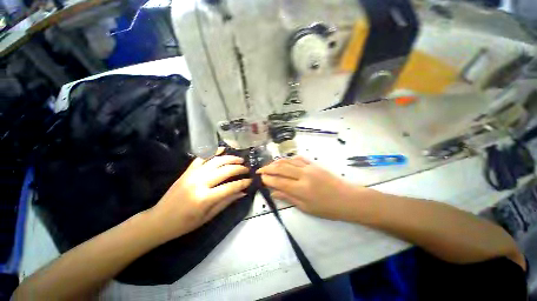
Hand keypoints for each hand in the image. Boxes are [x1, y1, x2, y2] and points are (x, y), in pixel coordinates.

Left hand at [150, 149, 251, 239]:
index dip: (243, 183)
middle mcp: (200, 182)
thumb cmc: (185, 223)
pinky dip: (213, 151)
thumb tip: (242, 192)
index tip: (250, 180)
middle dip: (239, 169)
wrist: (159, 220)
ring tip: (239, 159)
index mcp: (205, 198)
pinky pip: (202, 157)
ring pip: (216, 161)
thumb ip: (227, 202)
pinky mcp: (187, 171)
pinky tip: (222, 149)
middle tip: (247, 169)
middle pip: (225, 170)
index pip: (230, 187)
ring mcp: (193, 174)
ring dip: (230, 158)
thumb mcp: (208, 216)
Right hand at [257, 157, 365, 220]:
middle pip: (281, 168)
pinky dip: (288, 159)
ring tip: (269, 165)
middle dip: (268, 168)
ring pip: (288, 161)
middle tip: (260, 170)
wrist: (347, 198)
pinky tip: (283, 161)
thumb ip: (288, 198)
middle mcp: (303, 175)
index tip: (261, 178)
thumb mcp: (306, 208)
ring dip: (276, 162)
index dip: (268, 179)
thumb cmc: (327, 208)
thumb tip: (273, 192)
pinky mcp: (313, 164)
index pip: (279, 181)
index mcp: (301, 189)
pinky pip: (298, 158)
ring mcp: (309, 167)